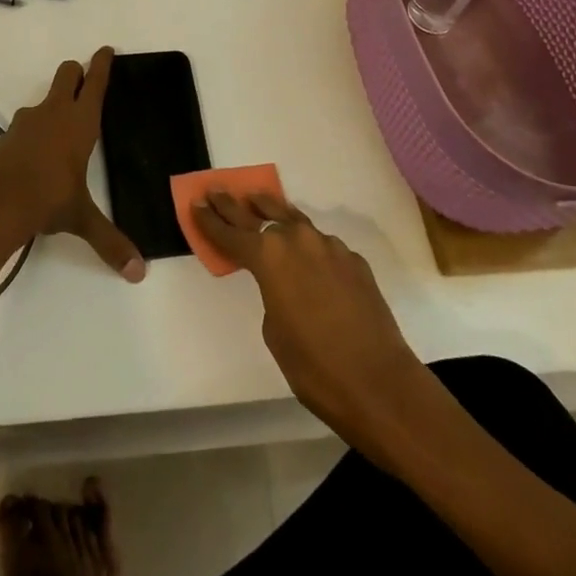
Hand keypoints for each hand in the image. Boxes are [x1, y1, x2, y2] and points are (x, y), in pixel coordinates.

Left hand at [0, 48, 145, 282]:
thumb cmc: (47, 200)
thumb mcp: (81, 218)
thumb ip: (110, 241)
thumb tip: (138, 273)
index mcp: (80, 122)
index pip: (95, 82)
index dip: (102, 63)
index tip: (106, 49)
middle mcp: (55, 112)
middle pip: (67, 74)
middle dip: (76, 71)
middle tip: (85, 77)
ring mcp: (28, 121)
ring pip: (45, 97)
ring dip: (55, 101)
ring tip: (62, 123)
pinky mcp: (8, 135)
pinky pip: (28, 122)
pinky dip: (36, 127)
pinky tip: (38, 151)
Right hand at [192, 192, 430, 454]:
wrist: (380, 384)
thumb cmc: (315, 368)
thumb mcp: (275, 333)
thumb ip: (271, 294)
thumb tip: (284, 283)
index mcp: (270, 258)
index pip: (231, 234)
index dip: (210, 221)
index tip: (195, 204)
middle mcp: (298, 241)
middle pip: (258, 216)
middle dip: (235, 206)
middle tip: (216, 191)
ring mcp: (330, 247)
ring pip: (294, 222)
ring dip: (274, 214)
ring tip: (259, 202)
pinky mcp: (354, 261)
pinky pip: (323, 246)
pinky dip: (309, 247)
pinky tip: (308, 259)